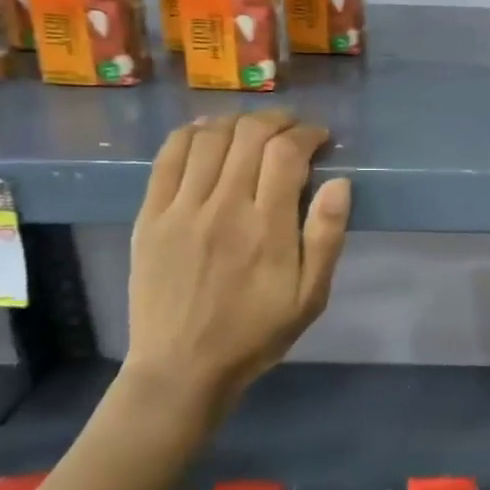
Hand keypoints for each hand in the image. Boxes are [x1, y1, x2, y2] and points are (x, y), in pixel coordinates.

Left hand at [121, 113, 350, 432]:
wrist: (182, 368)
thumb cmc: (256, 333)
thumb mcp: (310, 296)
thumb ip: (327, 237)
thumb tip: (340, 182)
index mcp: (267, 228)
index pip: (286, 153)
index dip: (306, 134)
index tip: (319, 137)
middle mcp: (223, 207)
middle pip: (248, 135)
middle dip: (276, 120)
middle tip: (291, 128)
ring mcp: (181, 209)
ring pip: (208, 138)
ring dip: (236, 122)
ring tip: (252, 130)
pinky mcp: (150, 216)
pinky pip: (168, 158)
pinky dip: (190, 134)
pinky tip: (206, 133)